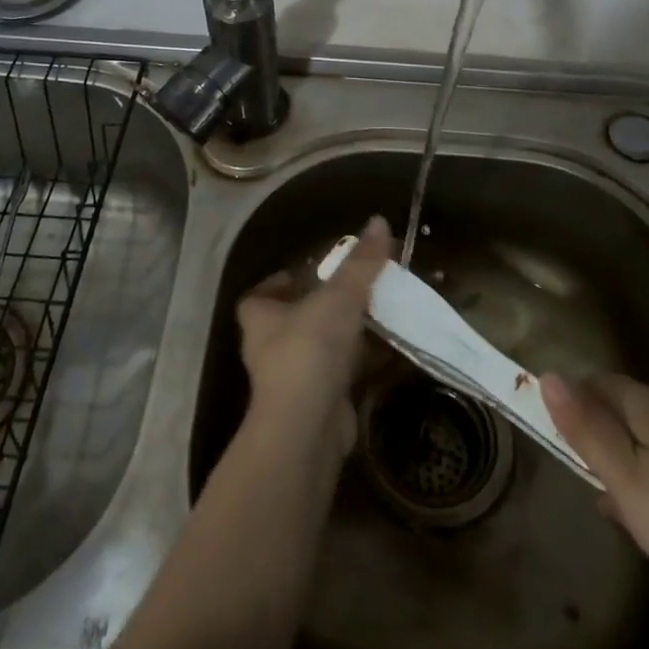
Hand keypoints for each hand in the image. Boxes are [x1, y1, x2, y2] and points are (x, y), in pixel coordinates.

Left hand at [237, 215, 392, 451]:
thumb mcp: (339, 297)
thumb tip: (379, 220)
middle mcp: (270, 347)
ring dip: (345, 335)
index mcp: (260, 317)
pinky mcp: (318, 403)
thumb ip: (360, 262)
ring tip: (379, 314)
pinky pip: (341, 374)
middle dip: (321, 307)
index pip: (260, 294)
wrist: (307, 428)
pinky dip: (361, 362)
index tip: (309, 271)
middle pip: (293, 320)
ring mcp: (293, 379)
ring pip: (320, 348)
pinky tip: (388, 351)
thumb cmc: (310, 350)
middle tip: (355, 289)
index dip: (280, 282)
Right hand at [543, 373, 648, 614]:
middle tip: (588, 482)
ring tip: (622, 510)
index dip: (571, 404)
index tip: (558, 442)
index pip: (595, 382)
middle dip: (599, 436)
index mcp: (648, 404)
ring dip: (628, 463)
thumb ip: (586, 430)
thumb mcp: (627, 481)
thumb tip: (548, 375)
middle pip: (624, 408)